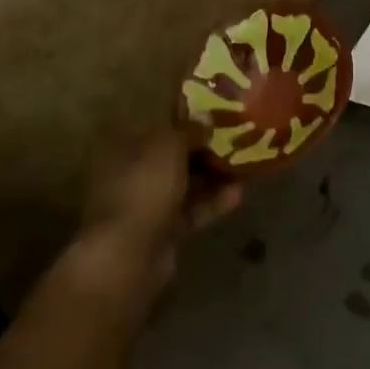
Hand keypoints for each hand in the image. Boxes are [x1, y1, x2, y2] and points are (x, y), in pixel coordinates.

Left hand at [76, 127, 242, 292]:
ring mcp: (147, 203)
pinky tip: (239, 194)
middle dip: (204, 148)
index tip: (215, 113)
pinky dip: (213, 203)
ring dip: (213, 175)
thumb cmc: (143, 187)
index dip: (186, 117)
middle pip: (174, 154)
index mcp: (124, 145)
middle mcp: (132, 171)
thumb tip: (205, 119)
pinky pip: (192, 211)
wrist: (127, 255)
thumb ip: (189, 130)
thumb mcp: (168, 146)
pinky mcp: (163, 231)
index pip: (157, 124)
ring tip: (245, 165)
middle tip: (237, 138)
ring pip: (186, 183)